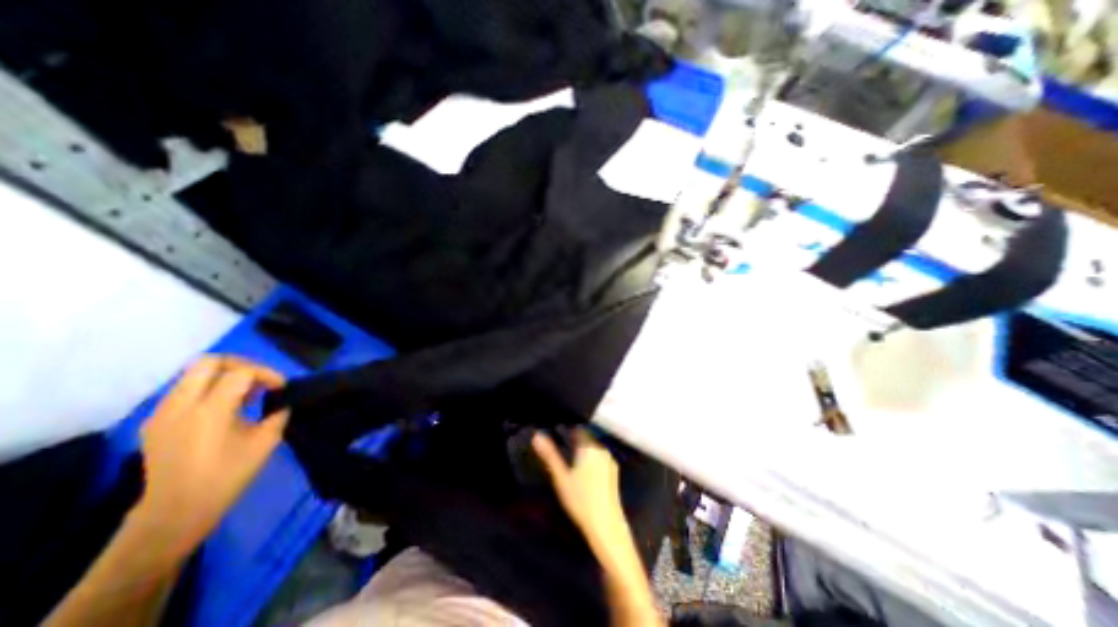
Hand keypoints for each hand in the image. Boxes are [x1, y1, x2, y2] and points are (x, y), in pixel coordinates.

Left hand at [132, 354, 287, 554]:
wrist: (174, 513)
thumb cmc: (227, 476)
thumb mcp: (266, 442)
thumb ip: (277, 415)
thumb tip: (280, 402)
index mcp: (210, 411)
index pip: (241, 372)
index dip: (267, 374)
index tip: (281, 387)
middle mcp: (181, 405)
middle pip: (209, 362)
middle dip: (241, 364)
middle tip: (260, 380)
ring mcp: (163, 413)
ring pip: (193, 373)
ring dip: (224, 376)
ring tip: (244, 394)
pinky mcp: (156, 422)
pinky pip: (184, 390)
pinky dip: (208, 389)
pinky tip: (224, 408)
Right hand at [532, 432, 626, 552]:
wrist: (607, 527)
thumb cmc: (581, 500)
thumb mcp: (560, 477)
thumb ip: (549, 455)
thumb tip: (537, 435)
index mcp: (590, 447)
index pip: (579, 429)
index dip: (567, 430)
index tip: (557, 434)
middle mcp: (602, 450)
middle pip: (586, 438)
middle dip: (574, 442)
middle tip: (561, 451)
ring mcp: (610, 462)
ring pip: (593, 449)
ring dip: (583, 452)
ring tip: (570, 464)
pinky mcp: (614, 474)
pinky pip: (600, 460)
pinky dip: (591, 462)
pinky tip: (584, 476)